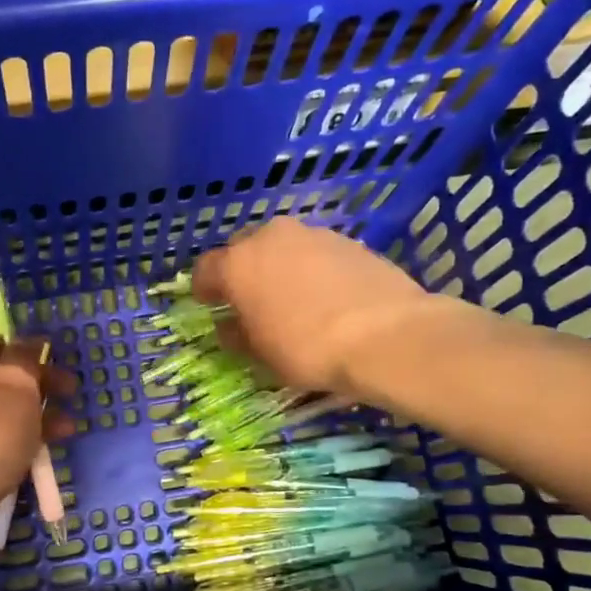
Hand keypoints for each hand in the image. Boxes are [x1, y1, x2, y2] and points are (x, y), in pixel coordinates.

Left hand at [0, 318, 75, 568]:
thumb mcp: (16, 384)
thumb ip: (27, 359)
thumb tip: (30, 344)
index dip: (11, 335)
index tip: (43, 353)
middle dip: (35, 382)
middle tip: (69, 392)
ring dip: (32, 418)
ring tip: (67, 431)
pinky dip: (14, 450)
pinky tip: (41, 461)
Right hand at [192, 218, 434, 394]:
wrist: (387, 335)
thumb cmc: (307, 348)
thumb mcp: (261, 355)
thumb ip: (237, 335)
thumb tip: (230, 326)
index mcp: (238, 263)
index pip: (205, 269)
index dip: (204, 288)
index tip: (209, 304)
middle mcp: (271, 237)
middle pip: (245, 249)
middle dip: (244, 271)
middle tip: (251, 300)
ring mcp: (313, 235)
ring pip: (284, 248)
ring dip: (280, 268)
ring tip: (293, 299)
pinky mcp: (349, 241)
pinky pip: (317, 254)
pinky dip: (313, 270)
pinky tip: (326, 297)